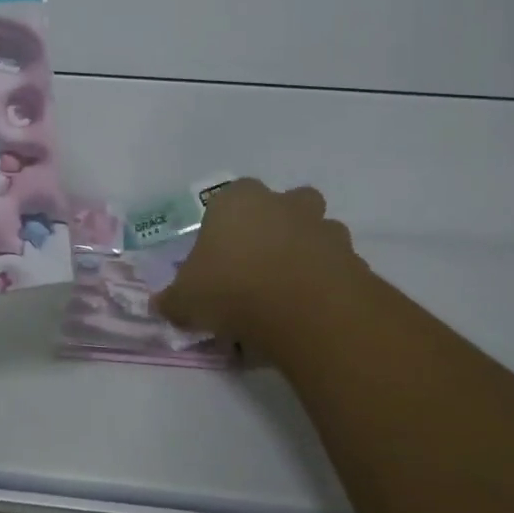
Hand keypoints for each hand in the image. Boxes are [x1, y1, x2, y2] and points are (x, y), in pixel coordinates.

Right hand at [154, 179, 368, 360]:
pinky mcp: (353, 258)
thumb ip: (172, 300)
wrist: (306, 311)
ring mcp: (322, 227)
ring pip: (315, 231)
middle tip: (259, 268)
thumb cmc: (234, 288)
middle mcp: (283, 203)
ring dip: (307, 253)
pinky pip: (336, 266)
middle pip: (282, 204)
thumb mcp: (186, 300)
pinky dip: (327, 282)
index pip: (228, 200)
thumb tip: (160, 306)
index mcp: (238, 200)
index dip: (224, 228)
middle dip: (275, 229)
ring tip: (290, 292)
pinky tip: (311, 312)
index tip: (219, 260)